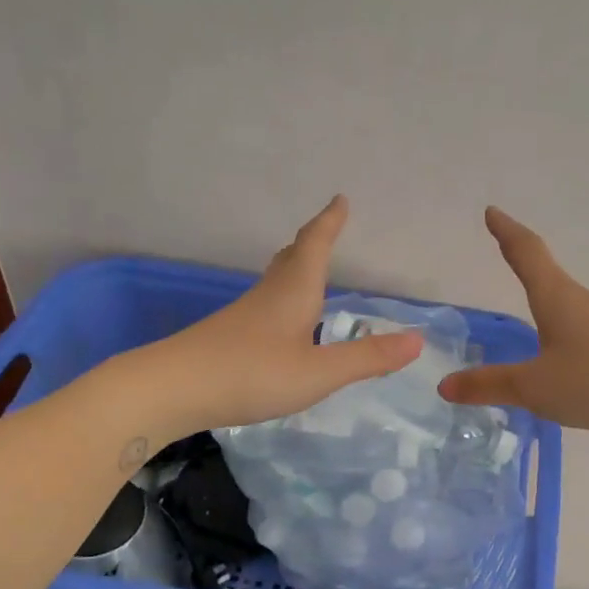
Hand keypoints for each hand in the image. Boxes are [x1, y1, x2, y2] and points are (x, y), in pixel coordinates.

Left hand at [144, 196, 422, 433]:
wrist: (172, 388)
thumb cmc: (251, 373)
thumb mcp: (319, 372)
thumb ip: (366, 358)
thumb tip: (417, 340)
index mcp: (294, 292)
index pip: (316, 246)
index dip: (330, 223)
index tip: (340, 200)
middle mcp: (269, 295)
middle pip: (291, 257)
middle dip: (312, 241)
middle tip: (326, 228)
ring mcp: (244, 315)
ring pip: (275, 281)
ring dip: (295, 268)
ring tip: (309, 270)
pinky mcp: (228, 336)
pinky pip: (264, 305)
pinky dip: (282, 299)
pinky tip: (282, 323)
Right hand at [439, 207, 588, 438]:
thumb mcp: (535, 388)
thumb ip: (490, 386)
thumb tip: (444, 384)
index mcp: (559, 299)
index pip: (527, 254)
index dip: (507, 232)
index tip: (493, 211)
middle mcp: (586, 303)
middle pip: (550, 276)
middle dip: (526, 264)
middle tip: (507, 254)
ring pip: (571, 307)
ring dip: (548, 303)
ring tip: (532, 317)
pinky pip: (588, 332)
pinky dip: (567, 333)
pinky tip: (568, 360)